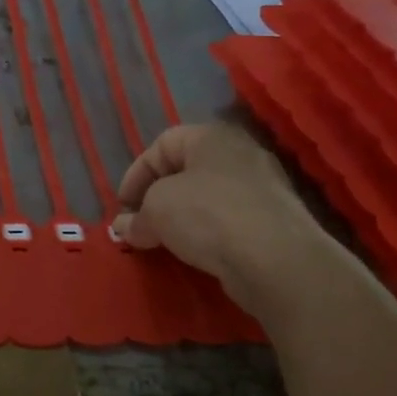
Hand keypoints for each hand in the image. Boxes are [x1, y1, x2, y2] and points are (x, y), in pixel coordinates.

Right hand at [112, 124, 303, 299]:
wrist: (274, 257)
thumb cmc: (207, 216)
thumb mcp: (156, 210)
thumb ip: (136, 217)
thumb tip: (124, 227)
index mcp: (211, 137)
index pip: (162, 144)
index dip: (136, 174)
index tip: (122, 207)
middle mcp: (240, 154)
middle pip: (186, 170)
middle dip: (157, 197)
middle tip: (140, 224)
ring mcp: (260, 187)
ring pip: (207, 196)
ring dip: (181, 217)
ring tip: (163, 241)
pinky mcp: (271, 220)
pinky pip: (227, 220)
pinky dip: (206, 232)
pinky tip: (195, 252)